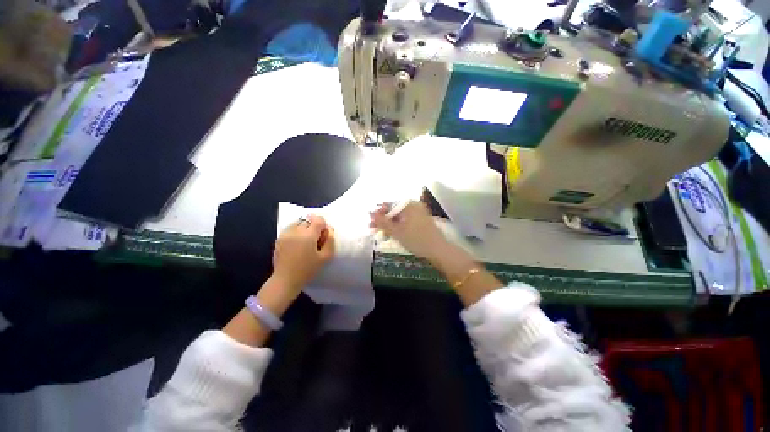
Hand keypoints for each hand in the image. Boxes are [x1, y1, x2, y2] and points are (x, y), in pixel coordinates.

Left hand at [271, 215, 334, 297]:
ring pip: (299, 222)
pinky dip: (296, 231)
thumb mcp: (325, 257)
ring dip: (304, 228)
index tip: (323, 236)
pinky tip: (297, 243)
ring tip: (305, 241)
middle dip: (314, 226)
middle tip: (315, 240)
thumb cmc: (307, 269)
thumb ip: (330, 241)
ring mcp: (285, 234)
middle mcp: (295, 231)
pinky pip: (291, 228)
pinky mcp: (279, 238)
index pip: (318, 220)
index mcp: (308, 235)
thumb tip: (329, 229)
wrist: (285, 280)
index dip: (323, 226)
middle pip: (308, 220)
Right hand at [370, 201, 448, 259]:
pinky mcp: (421, 221)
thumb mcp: (396, 232)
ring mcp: (419, 213)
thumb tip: (371, 213)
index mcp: (409, 205)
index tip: (370, 223)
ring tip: (381, 234)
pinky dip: (398, 227)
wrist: (438, 250)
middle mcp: (414, 206)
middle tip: (373, 229)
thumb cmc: (416, 239)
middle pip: (394, 211)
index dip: (378, 214)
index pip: (389, 205)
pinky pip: (406, 221)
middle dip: (383, 220)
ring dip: (390, 225)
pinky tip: (393, 235)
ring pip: (400, 217)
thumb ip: (382, 222)